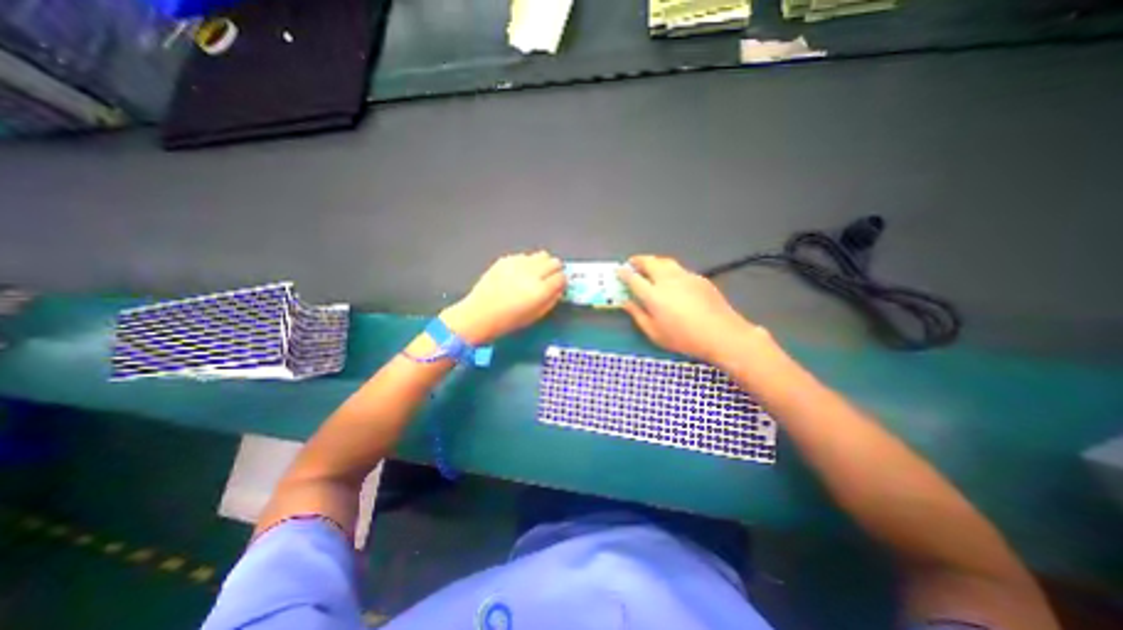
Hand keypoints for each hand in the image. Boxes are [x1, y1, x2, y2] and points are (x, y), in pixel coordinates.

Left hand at [439, 250, 560, 343]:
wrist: (480, 314)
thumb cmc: (509, 320)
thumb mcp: (536, 315)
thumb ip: (551, 300)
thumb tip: (559, 289)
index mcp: (541, 290)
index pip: (561, 277)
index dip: (561, 282)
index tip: (558, 286)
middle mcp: (532, 273)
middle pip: (554, 262)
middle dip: (555, 270)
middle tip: (548, 279)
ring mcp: (518, 263)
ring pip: (542, 255)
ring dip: (542, 264)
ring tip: (535, 274)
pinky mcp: (506, 259)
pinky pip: (525, 256)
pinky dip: (527, 263)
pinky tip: (519, 273)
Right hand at [618, 254, 766, 363]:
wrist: (721, 334)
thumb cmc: (684, 338)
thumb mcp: (655, 333)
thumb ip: (638, 315)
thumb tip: (625, 303)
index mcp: (653, 295)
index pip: (633, 278)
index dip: (624, 273)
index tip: (618, 270)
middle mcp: (667, 280)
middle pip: (649, 262)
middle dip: (638, 260)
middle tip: (632, 263)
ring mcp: (685, 276)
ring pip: (665, 261)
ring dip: (654, 261)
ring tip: (650, 266)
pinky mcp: (698, 278)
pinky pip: (679, 269)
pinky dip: (670, 270)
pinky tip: (672, 279)